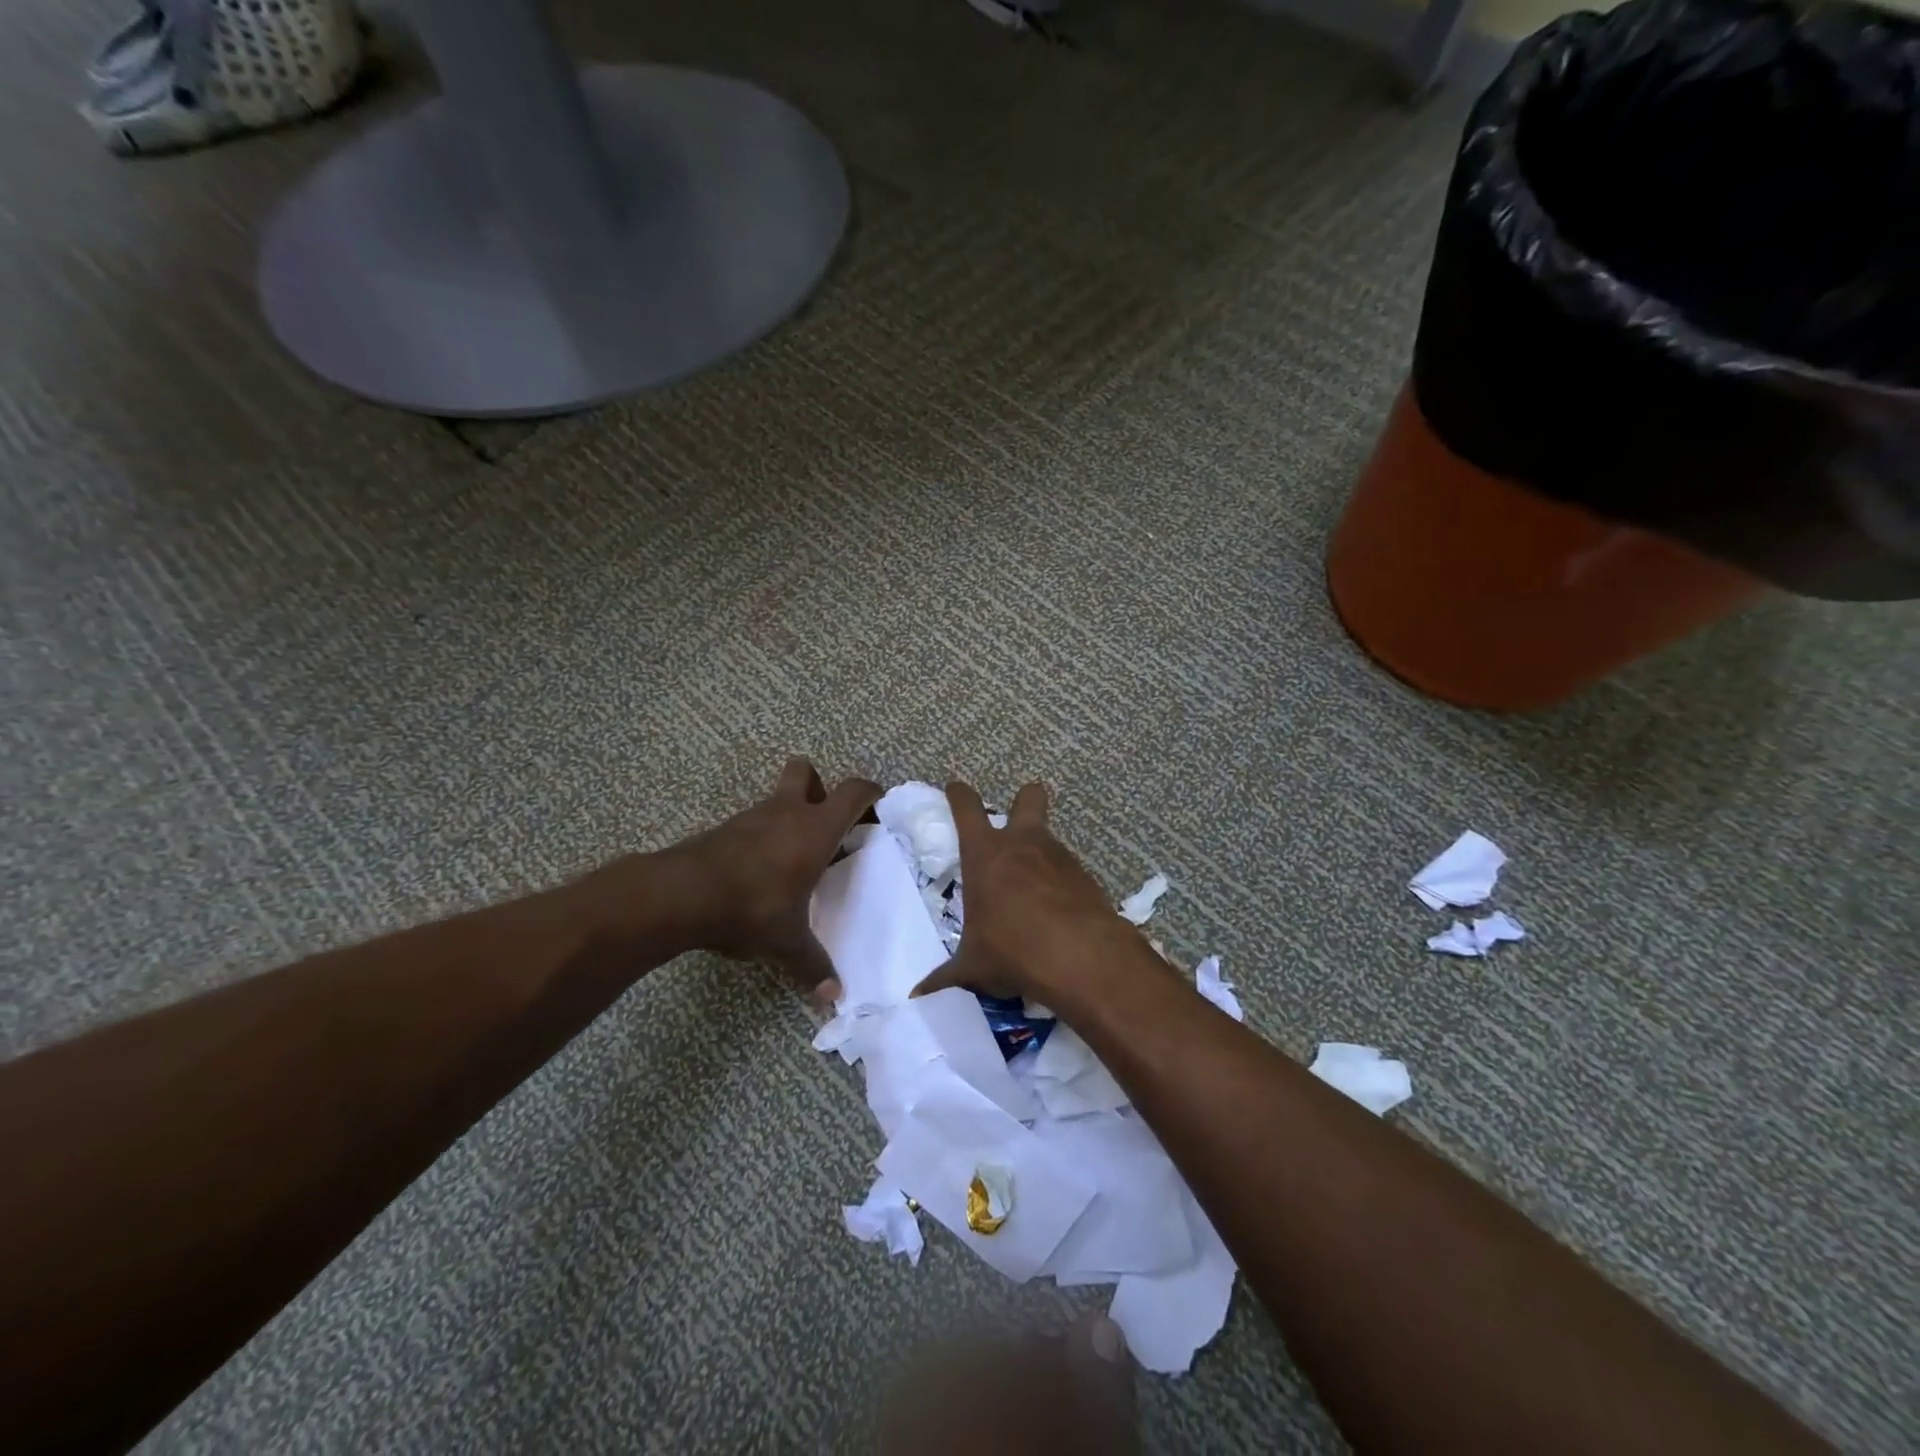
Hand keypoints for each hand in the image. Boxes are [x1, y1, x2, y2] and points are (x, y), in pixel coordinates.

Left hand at [653, 757, 880, 997]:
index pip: (852, 792)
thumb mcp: (787, 942)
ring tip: (794, 859)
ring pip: (776, 799)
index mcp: (815, 829)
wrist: (679, 895)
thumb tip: (834, 998)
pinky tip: (760, 873)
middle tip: (826, 823)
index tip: (878, 805)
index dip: (869, 793)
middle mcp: (785, 812)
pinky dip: (762, 838)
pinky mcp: (722, 831)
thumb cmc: (751, 907)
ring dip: (788, 817)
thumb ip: (813, 966)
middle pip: (805, 771)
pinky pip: (752, 824)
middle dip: (819, 787)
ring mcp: (750, 818)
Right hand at [911, 780, 1131, 1004]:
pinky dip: (1061, 884)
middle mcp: (1023, 843)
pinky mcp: (1086, 876)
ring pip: (1049, 837)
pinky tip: (1057, 913)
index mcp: (985, 854)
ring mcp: (1059, 856)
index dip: (959, 793)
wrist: (1080, 957)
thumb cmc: (1012, 950)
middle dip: (1023, 800)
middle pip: (1028, 797)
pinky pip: (1068, 870)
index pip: (966, 807)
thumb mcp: (973, 966)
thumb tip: (917, 996)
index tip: (955, 787)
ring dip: (1040, 853)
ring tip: (1032, 890)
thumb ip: (946, 976)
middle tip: (1015, 820)